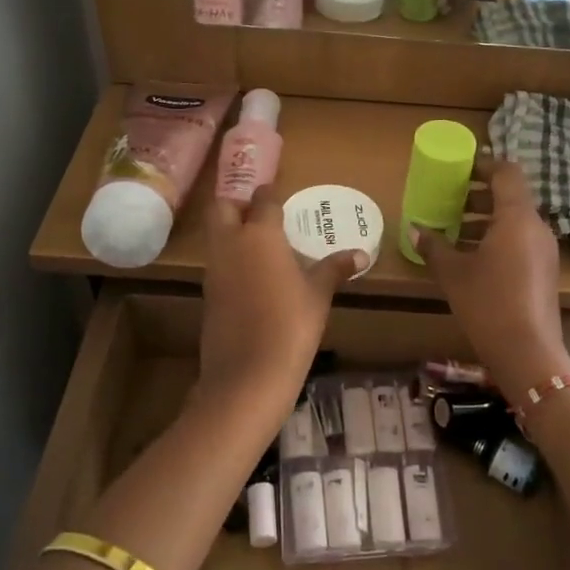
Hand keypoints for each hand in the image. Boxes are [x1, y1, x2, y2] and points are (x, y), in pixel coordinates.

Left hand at [198, 187, 365, 421]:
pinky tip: (254, 278)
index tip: (279, 195)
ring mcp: (214, 270)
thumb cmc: (291, 325)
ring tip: (263, 247)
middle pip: (222, 208)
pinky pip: (217, 264)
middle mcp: (230, 244)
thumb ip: (335, 268)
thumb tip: (361, 254)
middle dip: (238, 205)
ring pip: (216, 236)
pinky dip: (231, 261)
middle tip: (262, 217)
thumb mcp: (319, 295)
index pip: (262, 200)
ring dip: (232, 233)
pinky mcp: (207, 295)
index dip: (270, 195)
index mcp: (259, 234)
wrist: (248, 374)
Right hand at [415, 158, 569, 399]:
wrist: (528, 353)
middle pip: (510, 197)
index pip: (507, 173)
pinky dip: (496, 239)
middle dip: (479, 195)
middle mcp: (536, 227)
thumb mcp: (453, 273)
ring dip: (485, 219)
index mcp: (517, 217)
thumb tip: (414, 229)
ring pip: (515, 221)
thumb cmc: (488, 303)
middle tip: (449, 200)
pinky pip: (520, 241)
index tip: (459, 168)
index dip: (484, 165)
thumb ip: (433, 247)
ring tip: (454, 231)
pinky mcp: (544, 272)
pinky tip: (471, 258)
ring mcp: (544, 251)